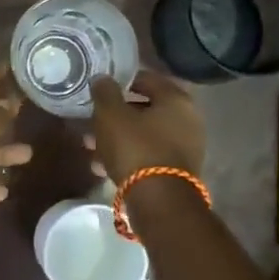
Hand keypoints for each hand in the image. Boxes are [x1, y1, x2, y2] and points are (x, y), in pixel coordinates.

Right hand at [85, 70, 205, 183]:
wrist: (159, 201)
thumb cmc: (135, 148)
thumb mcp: (111, 115)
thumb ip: (105, 92)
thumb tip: (102, 78)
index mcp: (176, 99)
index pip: (146, 79)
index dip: (121, 81)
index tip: (100, 88)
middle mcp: (187, 120)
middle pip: (144, 109)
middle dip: (115, 115)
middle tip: (91, 121)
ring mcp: (186, 147)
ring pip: (144, 134)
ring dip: (117, 138)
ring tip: (91, 147)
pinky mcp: (178, 171)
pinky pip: (148, 154)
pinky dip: (128, 156)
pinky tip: (103, 166)